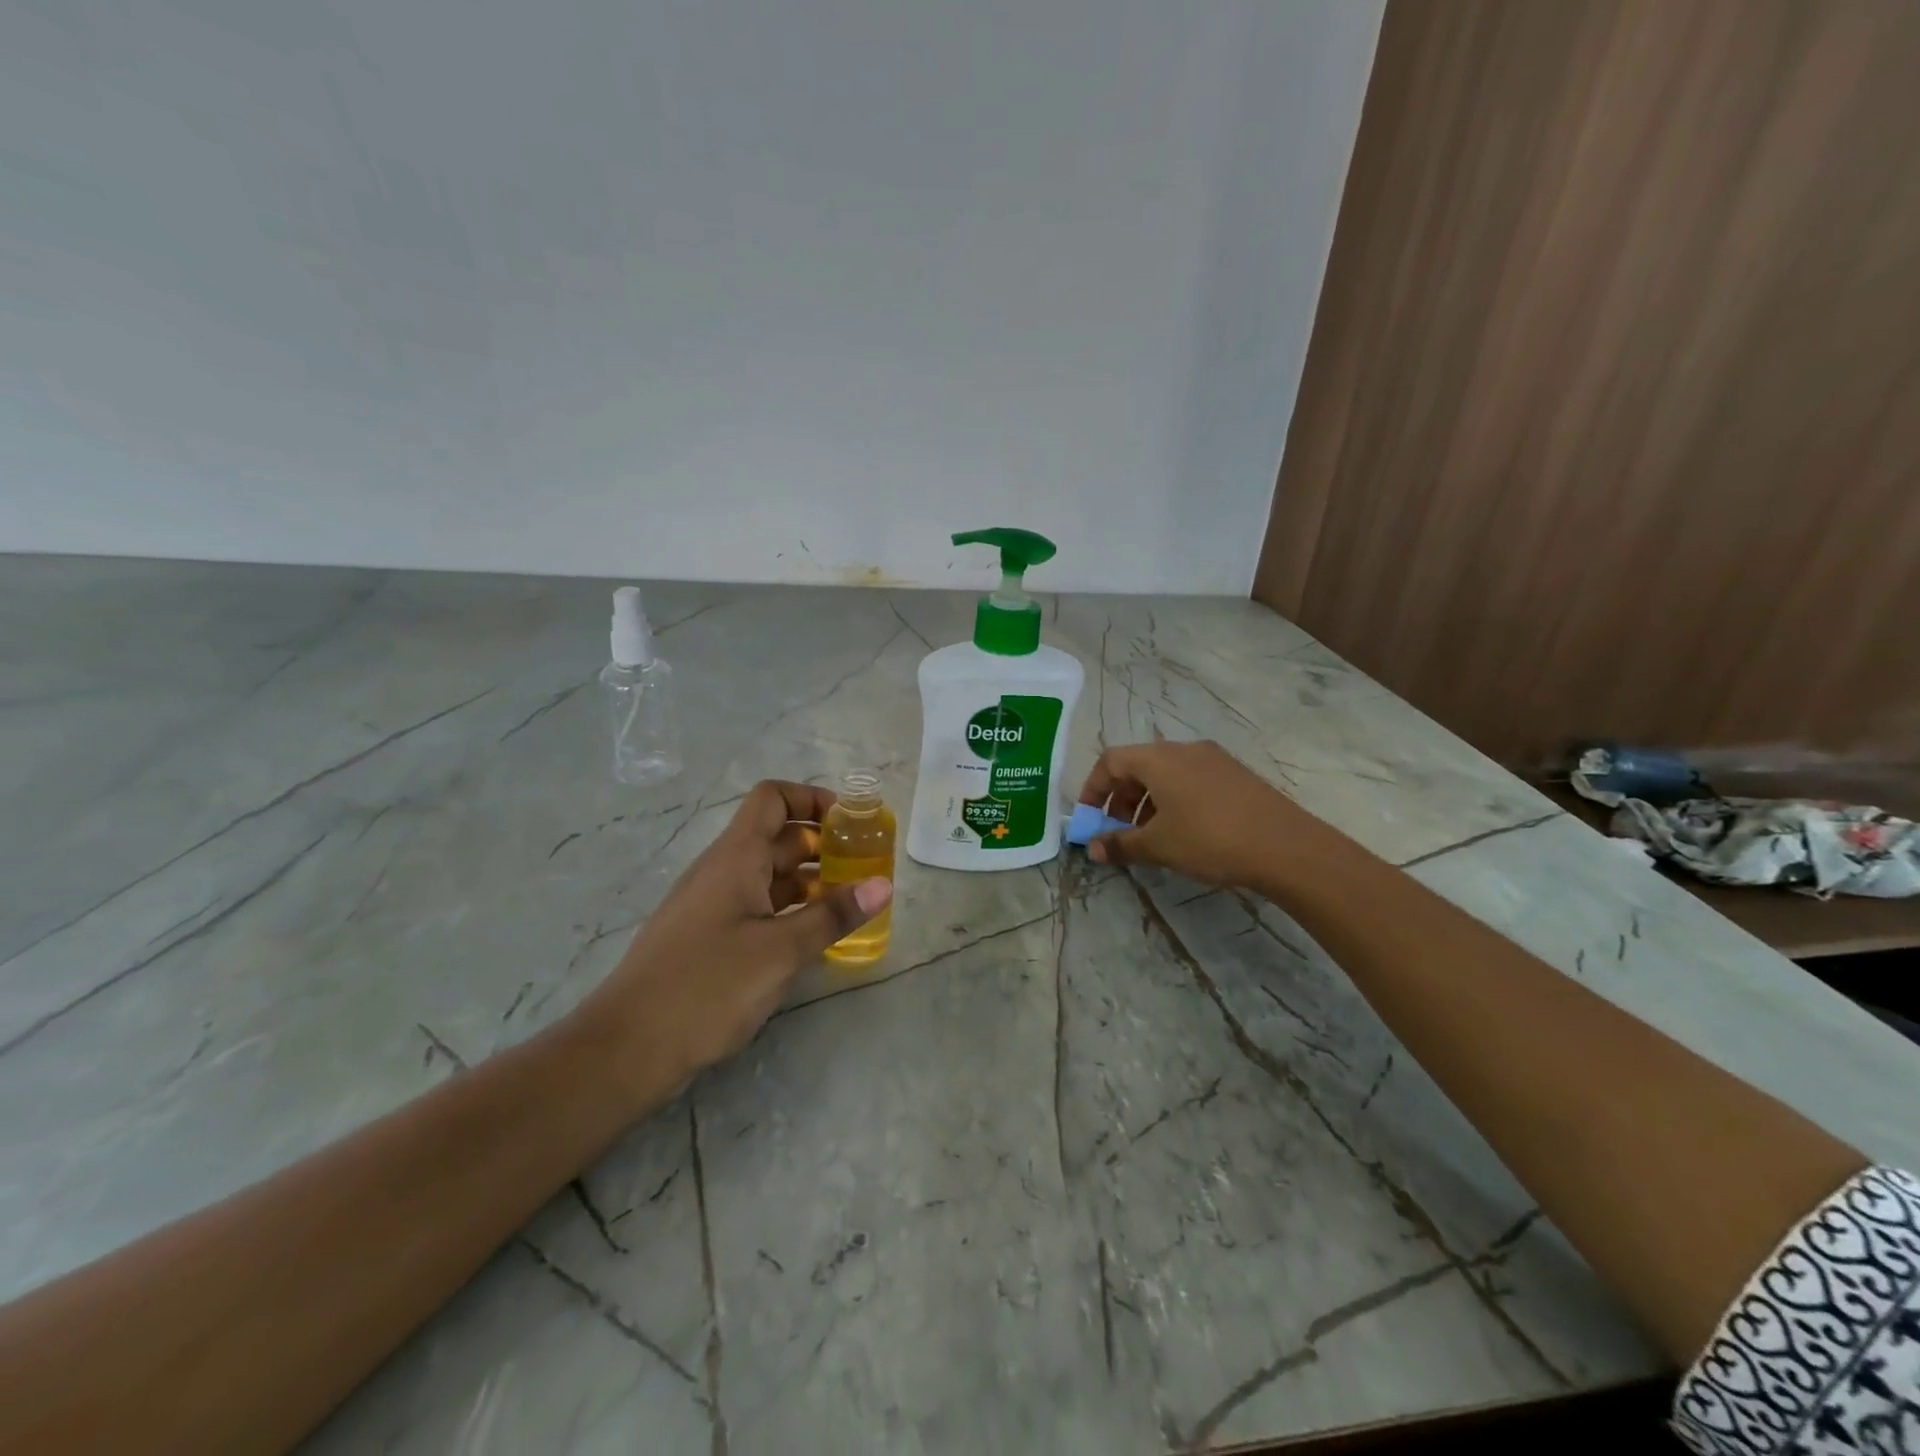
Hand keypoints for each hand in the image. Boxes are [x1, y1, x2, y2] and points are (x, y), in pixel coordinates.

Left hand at [579, 781, 891, 1105]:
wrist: (627, 1048)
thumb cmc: (707, 986)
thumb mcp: (781, 950)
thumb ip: (832, 915)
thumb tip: (883, 884)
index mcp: (736, 857)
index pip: (772, 798)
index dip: (811, 798)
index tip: (849, 823)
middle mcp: (723, 871)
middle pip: (776, 837)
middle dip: (822, 845)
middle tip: (864, 867)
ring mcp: (712, 905)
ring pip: (768, 876)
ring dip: (809, 881)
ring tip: (849, 902)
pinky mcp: (708, 938)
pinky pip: (757, 907)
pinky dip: (789, 911)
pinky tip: (813, 937)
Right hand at [1077, 740, 1331, 887]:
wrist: (1286, 847)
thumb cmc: (1210, 840)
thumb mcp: (1158, 846)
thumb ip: (1120, 844)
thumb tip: (1092, 848)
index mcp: (1159, 759)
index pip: (1110, 761)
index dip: (1092, 789)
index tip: (1088, 819)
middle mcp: (1184, 749)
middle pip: (1138, 765)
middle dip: (1120, 799)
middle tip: (1120, 831)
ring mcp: (1214, 759)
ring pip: (1166, 774)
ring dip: (1147, 802)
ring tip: (1152, 837)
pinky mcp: (1235, 774)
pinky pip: (1191, 780)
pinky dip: (1174, 800)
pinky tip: (1185, 832)